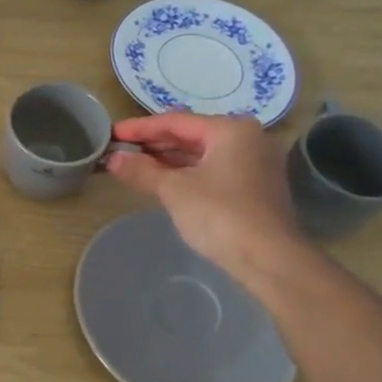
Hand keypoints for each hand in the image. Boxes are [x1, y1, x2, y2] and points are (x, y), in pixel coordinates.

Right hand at [105, 114, 308, 280]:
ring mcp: (254, 163)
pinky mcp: (254, 186)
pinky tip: (162, 180)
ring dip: (168, 159)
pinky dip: (186, 173)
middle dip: (154, 144)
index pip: (175, 122)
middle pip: (190, 135)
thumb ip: (142, 171)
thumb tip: (113, 158)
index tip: (112, 133)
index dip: (140, 128)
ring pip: (201, 154)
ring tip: (134, 165)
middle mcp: (247, 138)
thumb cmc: (220, 215)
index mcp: (231, 129)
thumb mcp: (174, 190)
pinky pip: (212, 169)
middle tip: (120, 149)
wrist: (269, 259)